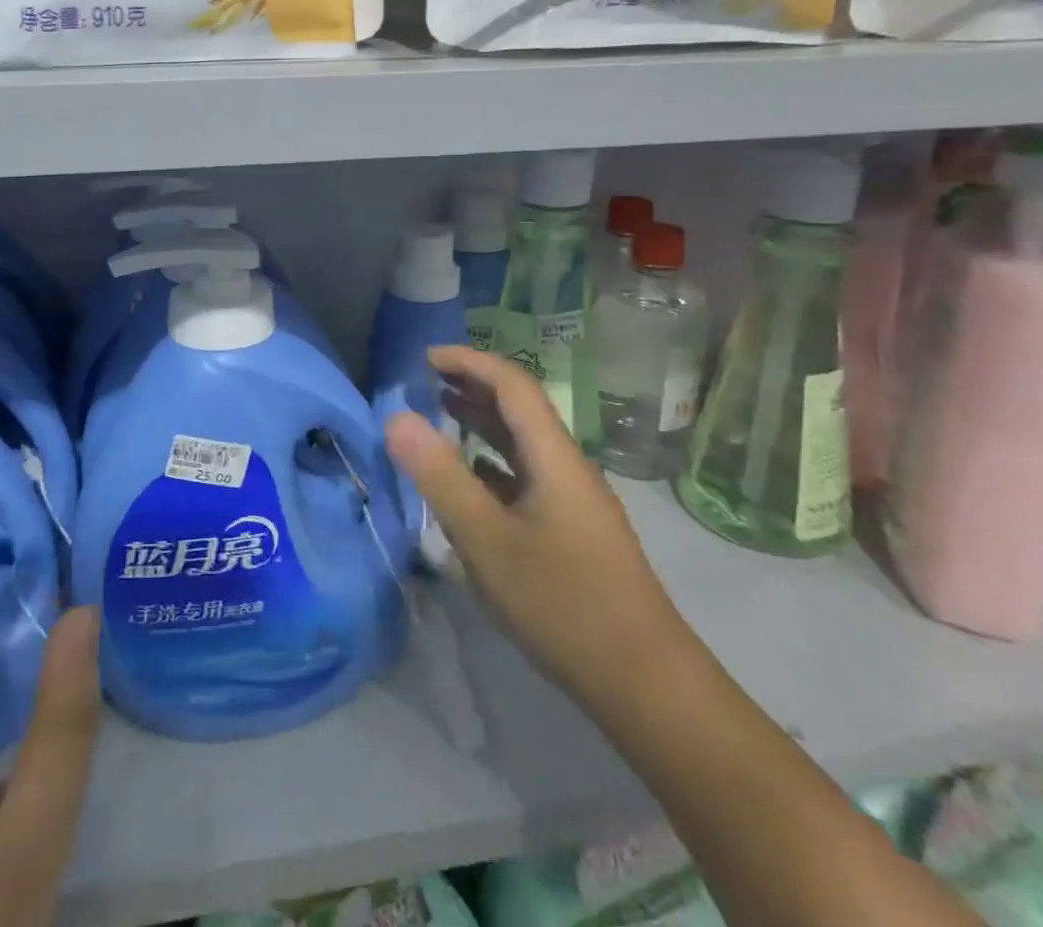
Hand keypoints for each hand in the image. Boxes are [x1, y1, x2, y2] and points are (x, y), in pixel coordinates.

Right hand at [384, 346, 686, 709]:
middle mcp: (566, 467)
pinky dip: (492, 463)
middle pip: (520, 409)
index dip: (469, 361)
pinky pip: (525, 477)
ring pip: (523, 444)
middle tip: (426, 381)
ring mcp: (572, 501)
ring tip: (441, 414)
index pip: (512, 385)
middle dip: (473, 386)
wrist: (644, 683)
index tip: (425, 358)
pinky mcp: (571, 531)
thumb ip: (441, 477)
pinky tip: (472, 479)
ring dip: (483, 422)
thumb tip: (397, 418)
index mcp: (553, 457)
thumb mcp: (487, 540)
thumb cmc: (563, 604)